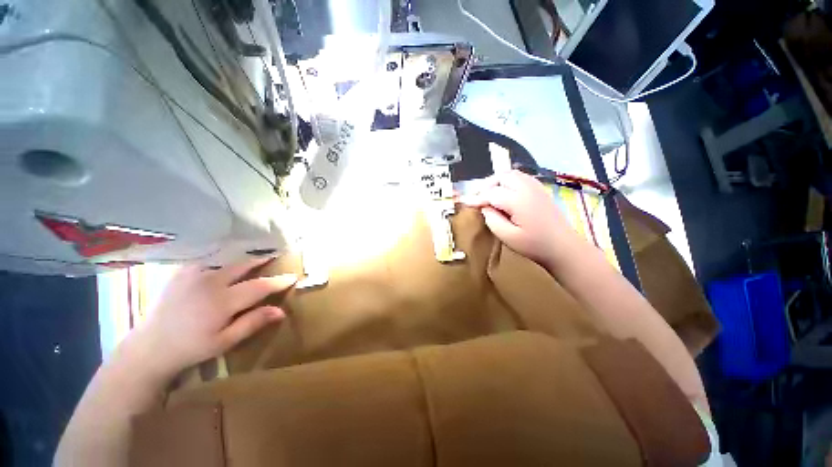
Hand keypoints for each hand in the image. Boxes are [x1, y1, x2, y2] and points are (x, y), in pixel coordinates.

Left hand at [130, 258, 296, 378]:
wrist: (150, 347)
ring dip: (244, 258)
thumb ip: (253, 323)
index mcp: (222, 302)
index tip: (293, 276)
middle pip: (244, 266)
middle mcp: (209, 283)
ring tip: (255, 257)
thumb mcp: (225, 341)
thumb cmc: (191, 348)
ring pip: (227, 260)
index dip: (278, 281)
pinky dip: (222, 258)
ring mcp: (193, 275)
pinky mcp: (182, 273)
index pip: (259, 286)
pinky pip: (208, 260)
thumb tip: (281, 311)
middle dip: (262, 260)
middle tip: (275, 257)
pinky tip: (226, 262)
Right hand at [461, 170, 583, 271]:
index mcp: (519, 201)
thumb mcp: (508, 237)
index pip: (492, 193)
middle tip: (479, 198)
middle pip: (502, 177)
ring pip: (511, 174)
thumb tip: (484, 207)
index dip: (477, 198)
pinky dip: (509, 181)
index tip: (465, 202)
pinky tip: (505, 193)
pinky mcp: (540, 190)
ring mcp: (536, 187)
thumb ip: (492, 220)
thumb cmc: (534, 246)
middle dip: (487, 185)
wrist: (563, 247)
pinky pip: (521, 177)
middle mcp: (527, 189)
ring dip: (497, 181)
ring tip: (490, 194)